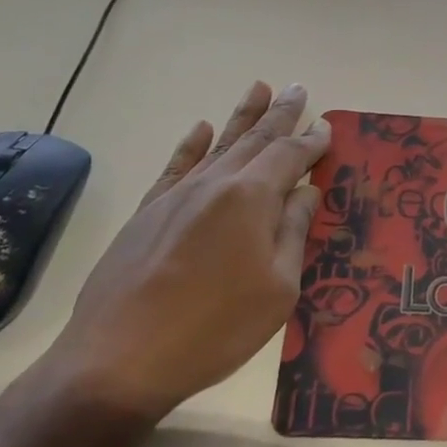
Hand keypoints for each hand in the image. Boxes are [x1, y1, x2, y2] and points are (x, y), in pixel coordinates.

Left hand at [37, 81, 330, 422]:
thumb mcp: (278, 288)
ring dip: (241, 117)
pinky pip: (176, 167)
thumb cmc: (216, 328)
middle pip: (254, 140)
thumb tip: (306, 191)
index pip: (289, 157)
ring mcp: (176, 196)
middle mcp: (214, 184)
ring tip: (259, 87)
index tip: (327, 125)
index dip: (312, 142)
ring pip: (218, 145)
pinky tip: (201, 129)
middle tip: (297, 88)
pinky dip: (192, 145)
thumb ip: (293, 232)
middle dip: (280, 114)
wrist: (120, 358)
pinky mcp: (148, 213)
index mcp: (251, 199)